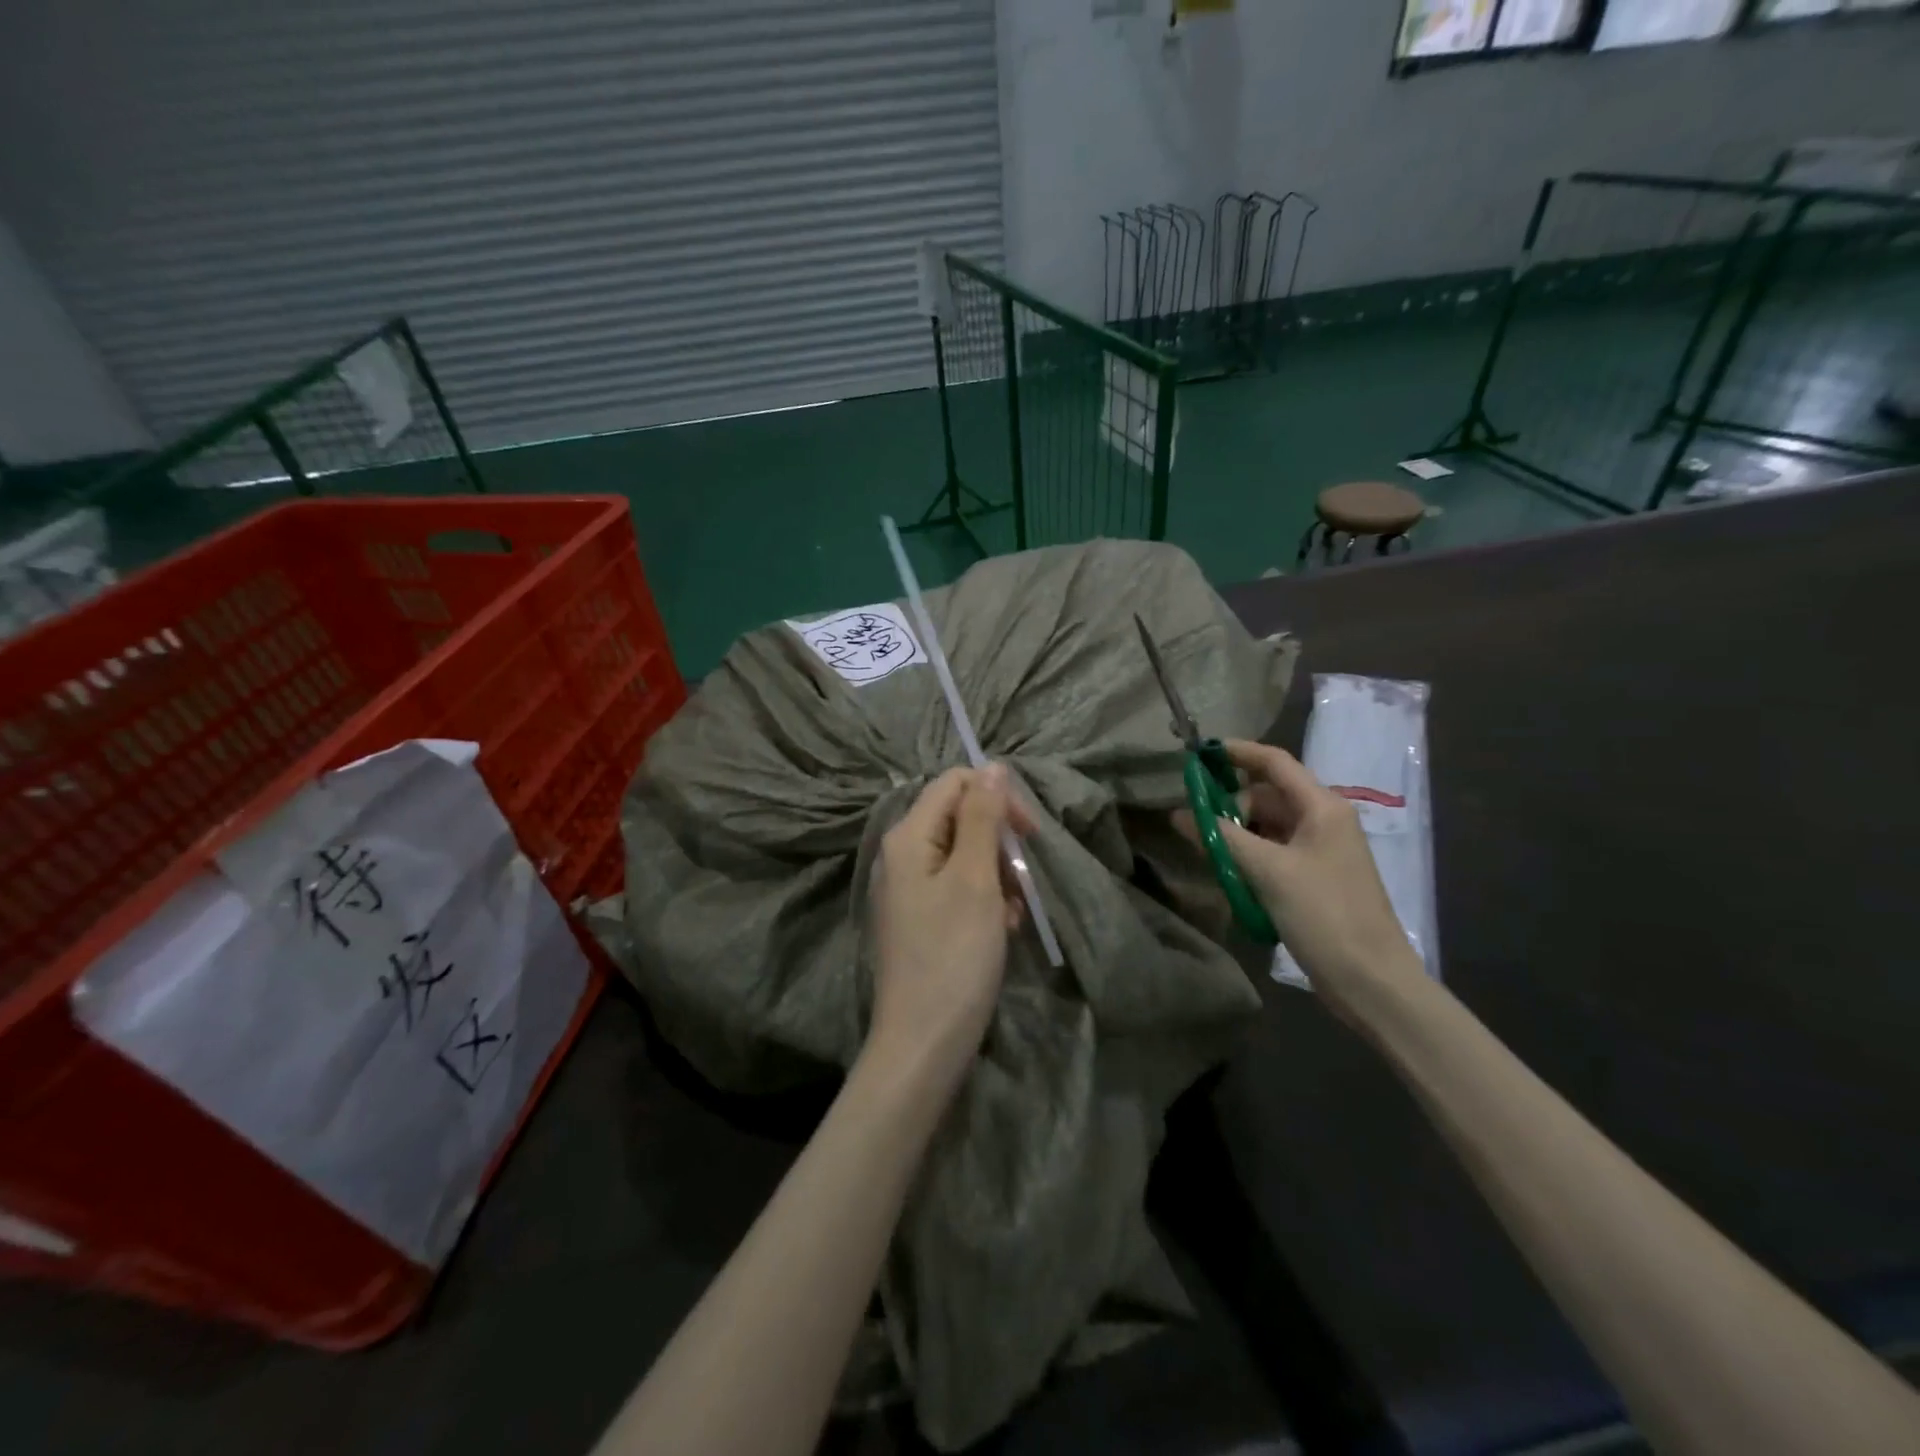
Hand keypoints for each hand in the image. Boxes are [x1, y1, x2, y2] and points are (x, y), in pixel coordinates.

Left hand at [868, 766, 1031, 1086]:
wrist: (923, 1043)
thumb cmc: (953, 956)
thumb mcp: (975, 879)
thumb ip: (982, 818)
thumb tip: (992, 766)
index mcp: (908, 837)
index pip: (956, 784)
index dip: (996, 798)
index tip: (1029, 834)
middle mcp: (902, 854)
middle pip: (961, 819)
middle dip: (999, 844)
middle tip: (1022, 882)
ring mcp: (909, 888)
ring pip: (966, 856)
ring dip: (998, 876)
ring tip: (1012, 915)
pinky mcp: (920, 917)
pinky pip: (959, 888)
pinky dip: (986, 901)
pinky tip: (1002, 930)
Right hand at [1189, 740, 1423, 1018]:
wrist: (1371, 981)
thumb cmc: (1324, 914)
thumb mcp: (1267, 871)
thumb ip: (1221, 837)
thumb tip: (1179, 813)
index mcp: (1322, 807)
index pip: (1274, 762)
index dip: (1236, 752)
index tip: (1197, 754)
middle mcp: (1322, 821)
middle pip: (1266, 795)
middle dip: (1229, 804)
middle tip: (1197, 825)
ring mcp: (1318, 851)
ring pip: (1266, 826)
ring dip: (1235, 834)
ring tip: (1207, 850)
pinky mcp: (1311, 878)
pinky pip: (1271, 853)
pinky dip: (1247, 856)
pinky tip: (1226, 872)